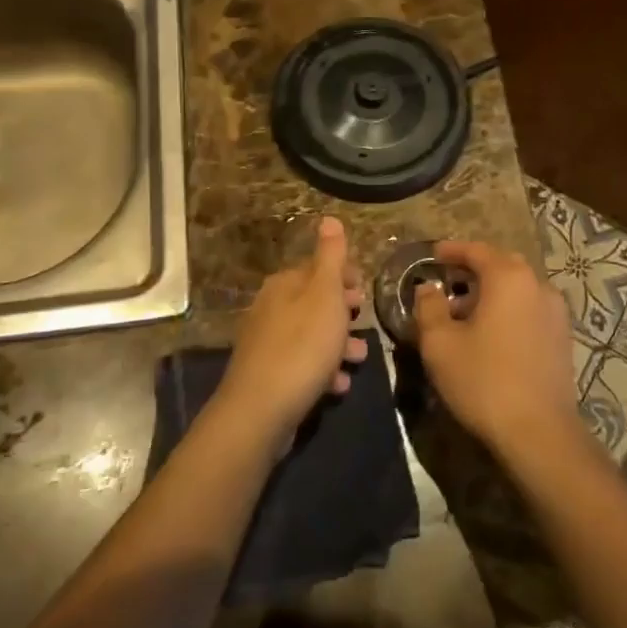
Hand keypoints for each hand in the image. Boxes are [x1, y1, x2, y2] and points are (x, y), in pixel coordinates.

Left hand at [215, 216, 367, 442]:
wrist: (261, 410)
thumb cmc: (302, 346)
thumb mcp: (324, 295)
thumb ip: (330, 257)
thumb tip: (329, 218)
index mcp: (284, 285)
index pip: (317, 268)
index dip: (344, 277)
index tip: (365, 291)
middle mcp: (270, 308)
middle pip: (314, 302)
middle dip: (343, 313)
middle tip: (364, 323)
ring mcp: (267, 343)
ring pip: (311, 335)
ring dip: (337, 345)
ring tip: (358, 358)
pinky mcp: (269, 375)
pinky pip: (302, 364)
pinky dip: (322, 371)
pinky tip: (337, 385)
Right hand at [415, 240, 578, 459]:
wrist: (539, 432)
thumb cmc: (483, 380)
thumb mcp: (440, 343)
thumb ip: (429, 307)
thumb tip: (428, 288)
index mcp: (509, 278)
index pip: (477, 250)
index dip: (452, 250)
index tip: (433, 254)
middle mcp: (538, 286)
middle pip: (503, 265)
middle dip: (475, 268)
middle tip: (449, 279)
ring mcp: (556, 313)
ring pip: (519, 288)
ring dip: (493, 291)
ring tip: (466, 311)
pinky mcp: (562, 339)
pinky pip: (530, 310)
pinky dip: (509, 310)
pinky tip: (492, 334)